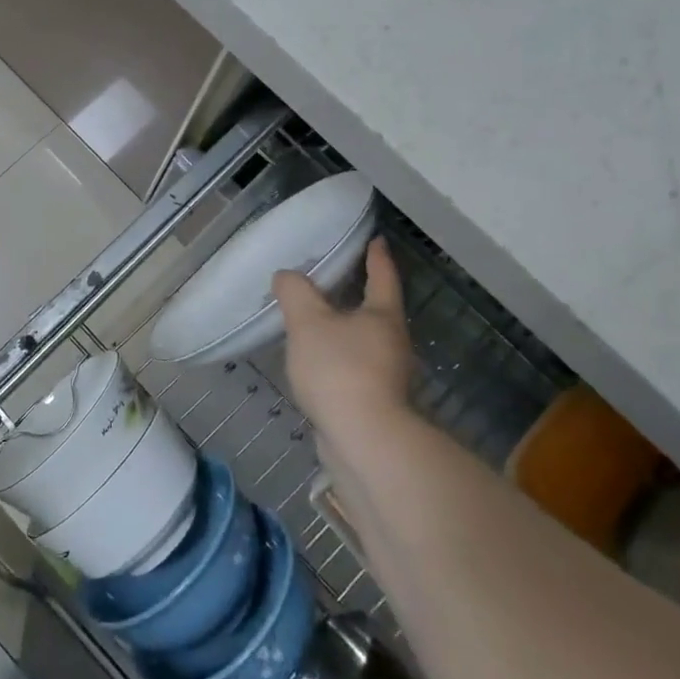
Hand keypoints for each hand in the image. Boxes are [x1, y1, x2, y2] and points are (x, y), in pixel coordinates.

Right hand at [273, 236, 416, 456]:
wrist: (362, 439)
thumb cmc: (339, 369)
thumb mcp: (308, 322)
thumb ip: (295, 293)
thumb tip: (287, 275)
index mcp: (383, 316)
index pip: (382, 277)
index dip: (377, 257)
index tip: (376, 239)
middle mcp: (392, 342)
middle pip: (377, 311)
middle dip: (359, 294)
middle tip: (336, 279)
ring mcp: (387, 375)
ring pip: (365, 340)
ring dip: (346, 329)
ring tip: (318, 322)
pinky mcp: (375, 401)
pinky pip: (354, 366)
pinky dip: (338, 357)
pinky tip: (317, 362)